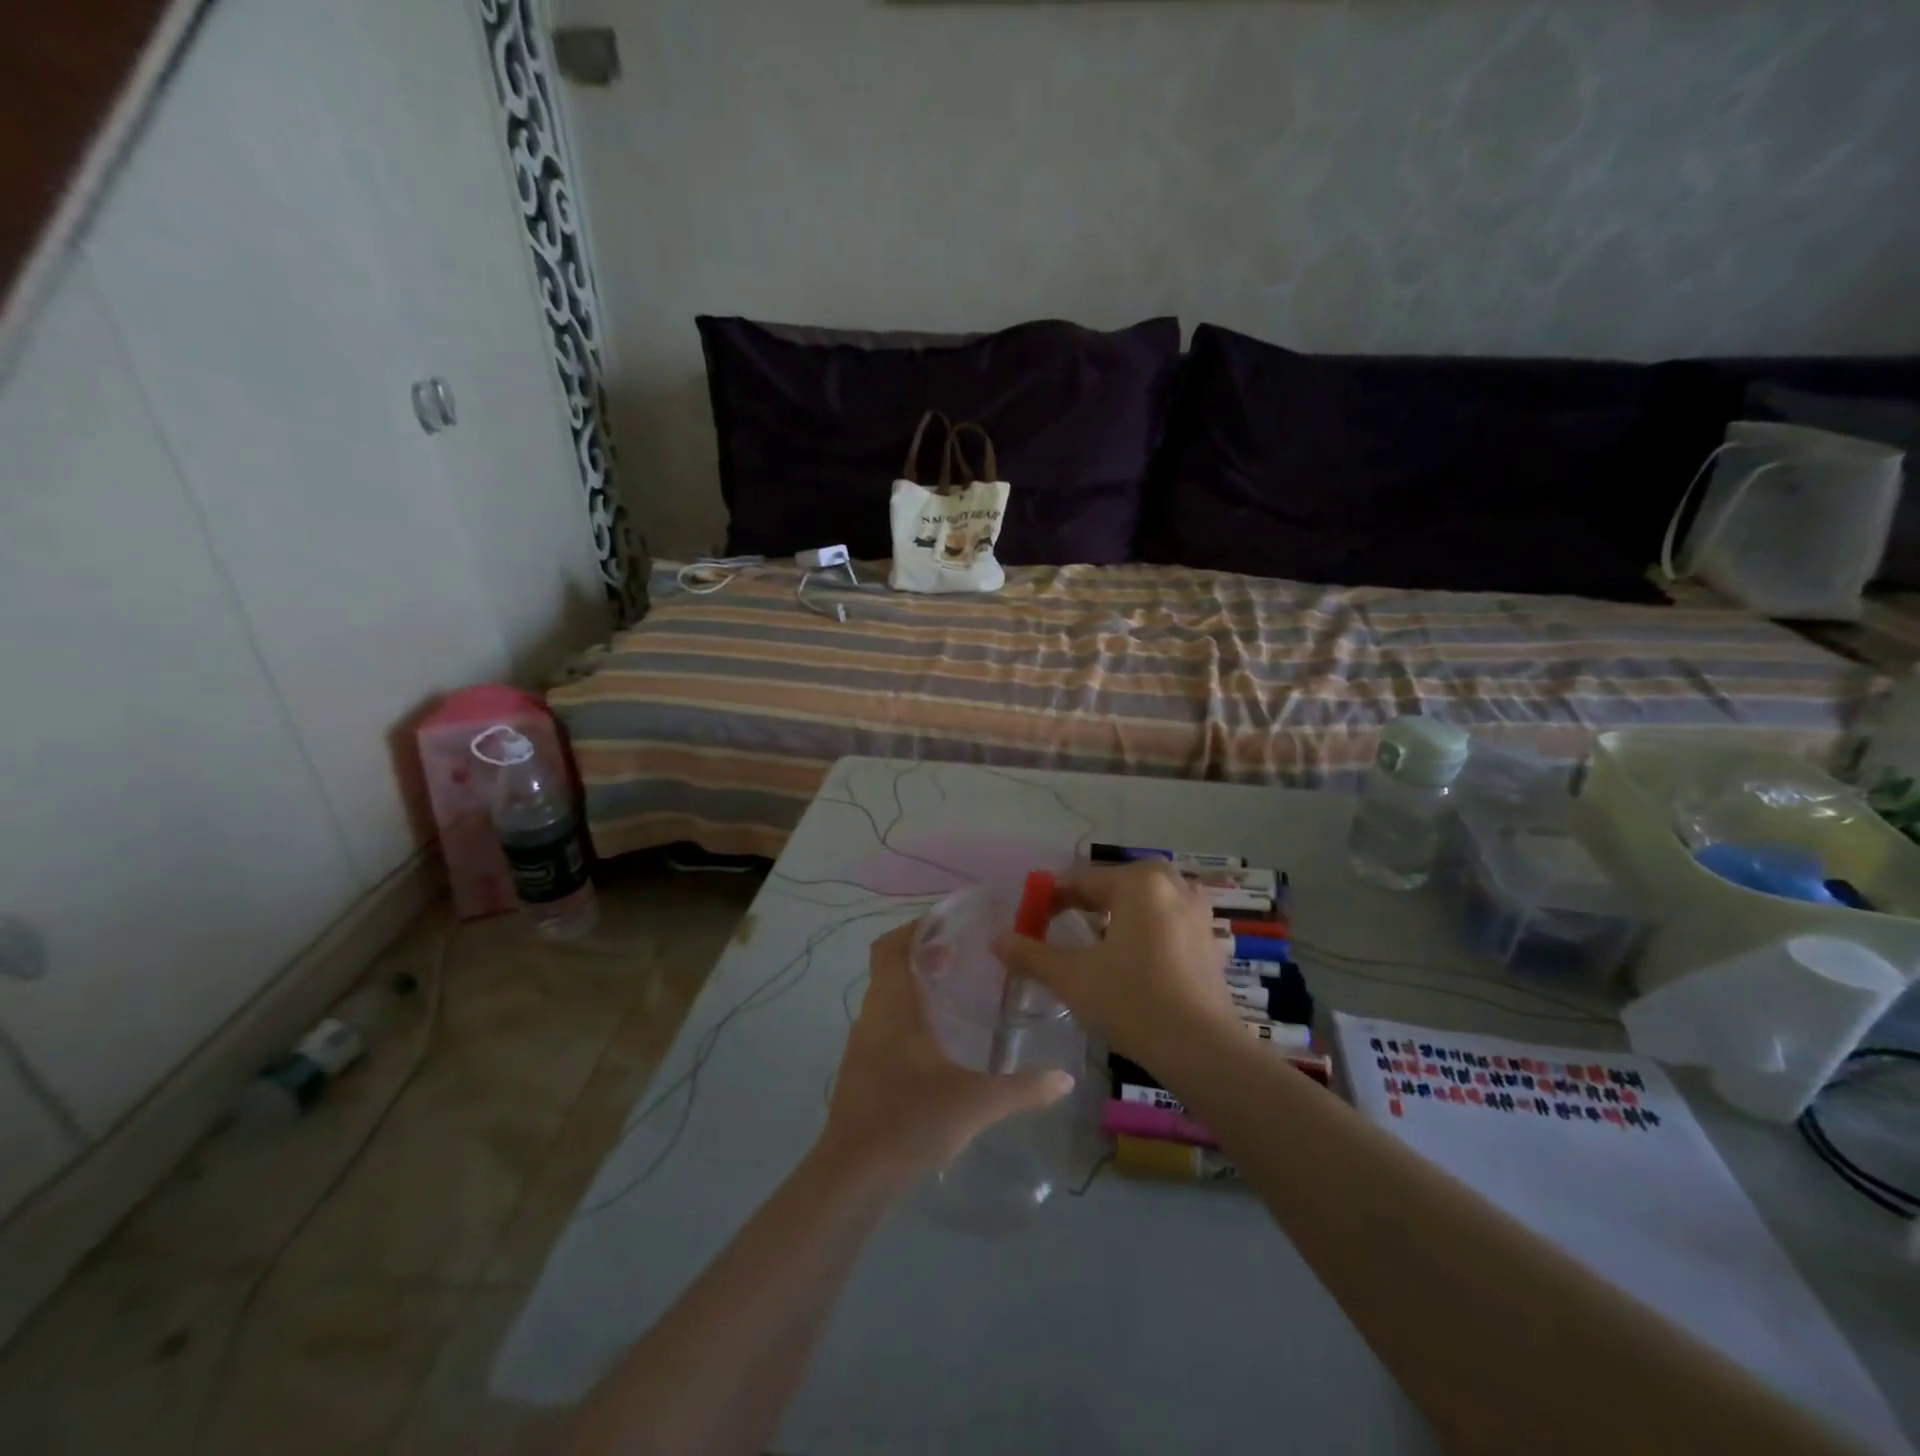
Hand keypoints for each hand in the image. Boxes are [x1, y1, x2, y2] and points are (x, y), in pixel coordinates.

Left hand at [817, 920, 1073, 1187]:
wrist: (852, 1178)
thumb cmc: (909, 1121)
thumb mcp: (975, 1102)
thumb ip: (1022, 1088)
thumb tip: (1065, 1078)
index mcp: (892, 1006)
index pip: (891, 947)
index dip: (916, 928)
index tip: (949, 924)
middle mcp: (872, 1017)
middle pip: (891, 969)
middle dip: (924, 956)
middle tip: (963, 956)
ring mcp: (862, 1047)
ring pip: (887, 1000)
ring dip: (916, 988)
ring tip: (956, 994)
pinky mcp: (862, 1074)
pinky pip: (885, 1028)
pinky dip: (909, 1019)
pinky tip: (939, 1046)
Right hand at [993, 861, 1236, 1068]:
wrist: (1202, 1050)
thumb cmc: (1132, 1002)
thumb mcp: (1072, 977)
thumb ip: (1031, 954)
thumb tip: (996, 939)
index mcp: (1139, 882)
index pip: (1081, 881)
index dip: (1050, 900)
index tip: (1031, 924)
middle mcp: (1172, 885)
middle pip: (1115, 884)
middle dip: (1086, 903)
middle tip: (1063, 928)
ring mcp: (1196, 912)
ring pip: (1144, 901)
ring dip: (1117, 914)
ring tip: (1096, 943)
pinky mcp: (1209, 940)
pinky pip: (1166, 920)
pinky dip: (1144, 929)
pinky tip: (1132, 960)